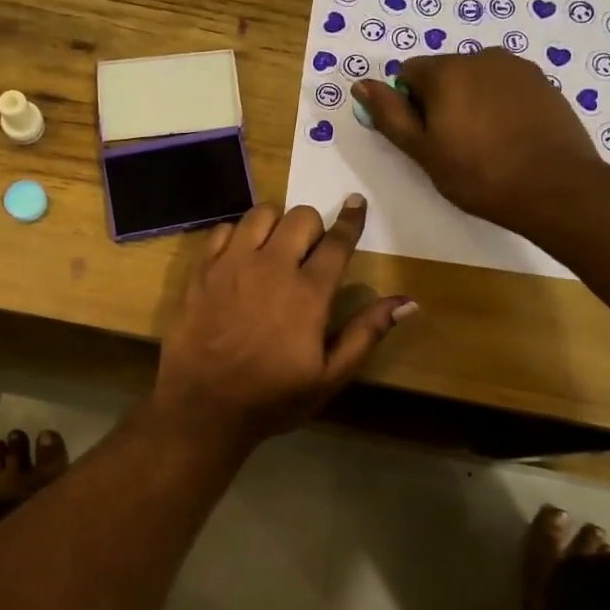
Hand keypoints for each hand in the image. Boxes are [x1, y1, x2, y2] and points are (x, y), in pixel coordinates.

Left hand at [154, 197, 416, 443]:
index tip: (355, 202)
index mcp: (308, 292)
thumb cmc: (272, 397)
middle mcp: (271, 266)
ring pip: (261, 214)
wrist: (203, 406)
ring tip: (274, 248)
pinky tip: (240, 257)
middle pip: (300, 217)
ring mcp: (232, 264)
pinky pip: (224, 229)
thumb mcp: (329, 377)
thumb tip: (408, 301)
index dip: (351, 219)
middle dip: (312, 227)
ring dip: (275, 224)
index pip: (337, 241)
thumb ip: (366, 333)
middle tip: (309, 251)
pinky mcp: (202, 269)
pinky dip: (237, 235)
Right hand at [353, 50, 607, 234]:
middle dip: (440, 102)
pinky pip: (505, 87)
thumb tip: (361, 84)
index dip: (408, 106)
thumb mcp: (422, 150)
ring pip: (476, 80)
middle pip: (443, 73)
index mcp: (446, 70)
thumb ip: (389, 114)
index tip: (423, 137)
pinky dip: (499, 106)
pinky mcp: (543, 82)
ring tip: (484, 143)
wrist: (554, 187)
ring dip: (470, 102)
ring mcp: (517, 67)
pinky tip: (509, 138)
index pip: (407, 74)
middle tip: (452, 145)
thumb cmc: (478, 174)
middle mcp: (481, 56)